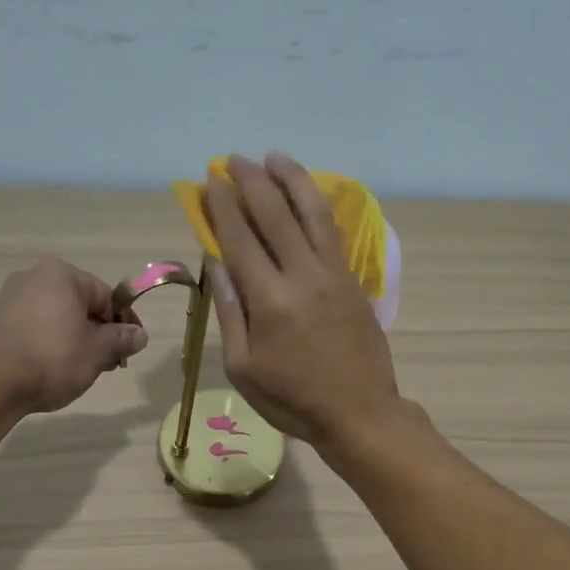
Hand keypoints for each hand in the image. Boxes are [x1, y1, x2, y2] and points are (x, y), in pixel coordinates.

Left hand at [0, 257, 147, 415]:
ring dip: (76, 341)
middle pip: (81, 305)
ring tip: (83, 371)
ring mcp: (10, 299)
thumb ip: (122, 339)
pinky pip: (36, 329)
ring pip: (58, 318)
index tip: (132, 349)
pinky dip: (51, 345)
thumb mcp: (98, 351)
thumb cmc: (53, 358)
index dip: (124, 323)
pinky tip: (55, 370)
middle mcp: (34, 277)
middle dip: (99, 333)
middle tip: (109, 364)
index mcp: (61, 274)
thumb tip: (139, 335)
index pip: (106, 296)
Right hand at [203, 153, 401, 449]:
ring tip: (274, 157)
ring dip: (291, 179)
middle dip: (251, 181)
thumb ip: (230, 312)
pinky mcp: (353, 280)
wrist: (359, 412)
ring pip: (311, 212)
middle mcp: (303, 275)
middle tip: (233, 159)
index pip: (240, 239)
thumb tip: (217, 264)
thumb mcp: (244, 368)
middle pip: (275, 214)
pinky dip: (317, 205)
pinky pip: (333, 231)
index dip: (222, 206)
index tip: (210, 181)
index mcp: (269, 301)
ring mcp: (333, 274)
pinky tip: (306, 194)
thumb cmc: (292, 399)